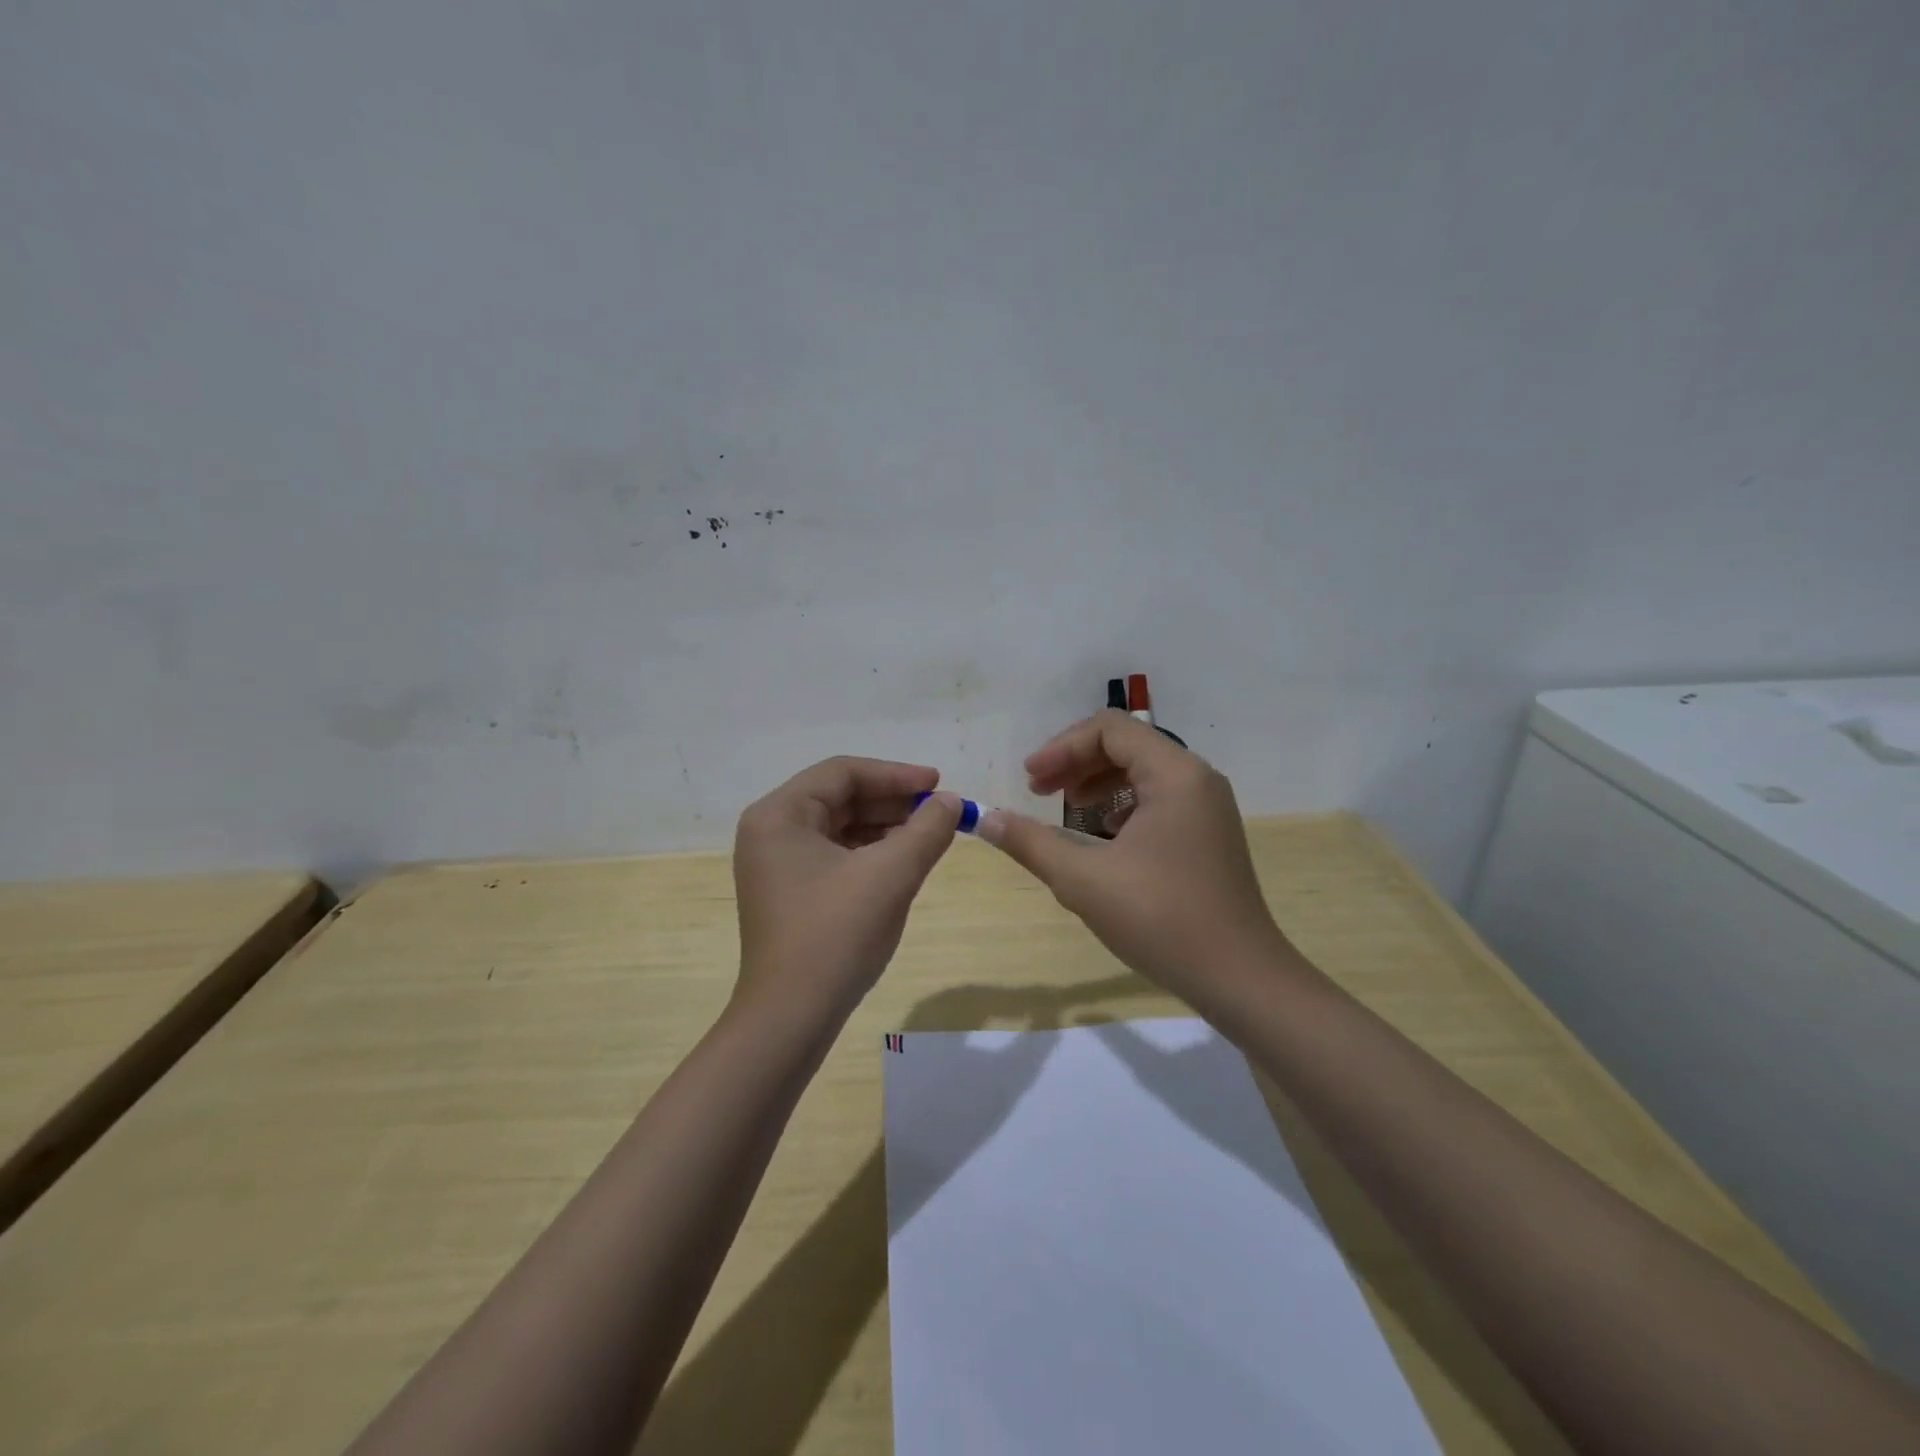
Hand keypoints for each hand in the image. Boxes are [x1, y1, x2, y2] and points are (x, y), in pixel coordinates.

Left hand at [732, 757, 961, 1021]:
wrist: (792, 1018)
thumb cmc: (836, 935)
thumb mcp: (890, 875)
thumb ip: (926, 830)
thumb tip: (952, 802)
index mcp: (779, 815)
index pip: (843, 773)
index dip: (896, 775)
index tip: (939, 785)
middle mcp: (771, 832)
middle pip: (840, 798)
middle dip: (893, 802)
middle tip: (940, 811)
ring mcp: (777, 865)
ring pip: (841, 827)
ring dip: (886, 827)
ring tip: (930, 835)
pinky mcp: (791, 892)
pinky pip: (836, 855)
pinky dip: (871, 853)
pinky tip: (904, 862)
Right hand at [979, 712, 1291, 1012]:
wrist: (1239, 977)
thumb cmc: (1161, 920)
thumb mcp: (1083, 880)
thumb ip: (1030, 842)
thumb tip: (984, 819)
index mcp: (1175, 774)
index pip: (1109, 730)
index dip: (1061, 748)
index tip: (1030, 780)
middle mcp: (1197, 779)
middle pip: (1126, 745)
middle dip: (1076, 763)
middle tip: (1038, 791)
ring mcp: (1208, 807)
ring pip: (1143, 772)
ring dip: (1097, 783)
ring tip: (1066, 809)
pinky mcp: (1209, 834)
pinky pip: (1159, 799)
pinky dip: (1123, 805)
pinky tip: (1103, 836)